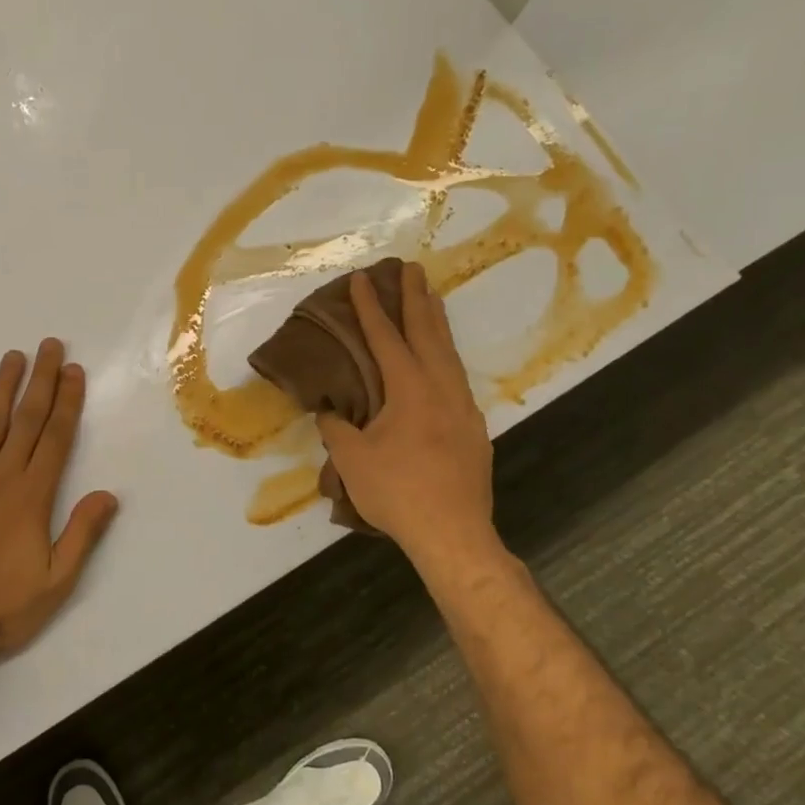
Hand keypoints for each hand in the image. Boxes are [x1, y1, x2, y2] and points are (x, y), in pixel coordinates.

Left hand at [0, 339, 119, 662]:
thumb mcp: (55, 582)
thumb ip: (82, 534)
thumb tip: (108, 494)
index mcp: (32, 496)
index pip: (55, 437)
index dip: (67, 402)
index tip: (74, 371)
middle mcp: (0, 478)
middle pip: (26, 420)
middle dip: (41, 380)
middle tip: (49, 346)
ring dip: (2, 389)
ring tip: (13, 357)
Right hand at [317, 262, 501, 560]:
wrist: (454, 535)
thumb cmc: (397, 493)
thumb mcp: (352, 460)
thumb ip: (336, 427)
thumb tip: (330, 410)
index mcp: (410, 389)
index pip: (386, 338)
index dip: (371, 307)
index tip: (362, 279)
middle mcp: (442, 388)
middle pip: (429, 333)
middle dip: (416, 299)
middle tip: (411, 269)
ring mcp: (463, 407)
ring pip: (449, 353)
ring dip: (436, 323)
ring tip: (430, 300)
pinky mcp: (473, 428)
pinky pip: (456, 376)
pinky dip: (445, 355)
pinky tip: (441, 361)